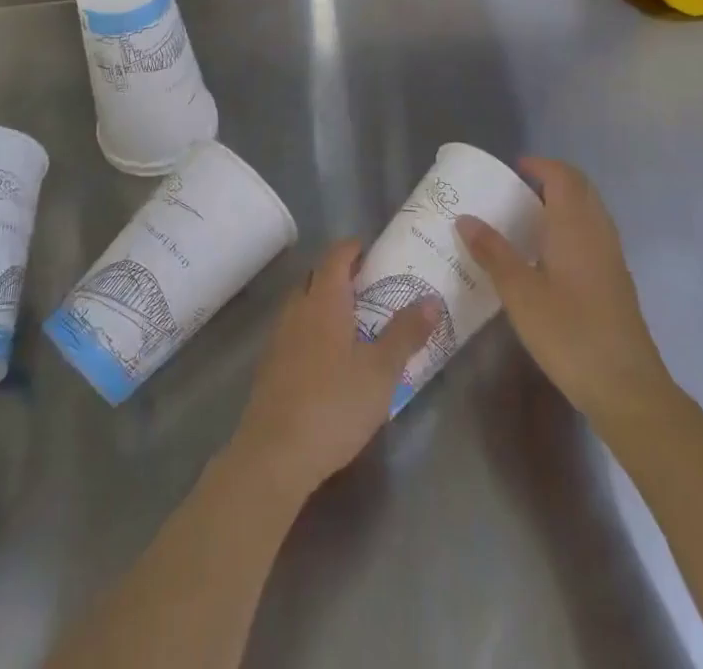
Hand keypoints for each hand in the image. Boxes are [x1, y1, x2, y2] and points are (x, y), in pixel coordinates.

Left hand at [228, 240, 438, 499]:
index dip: (352, 248)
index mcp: (323, 301)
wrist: (275, 454)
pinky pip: (294, 331)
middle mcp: (297, 310)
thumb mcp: (381, 371)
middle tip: (369, 285)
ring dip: (324, 302)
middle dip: (339, 274)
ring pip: (302, 304)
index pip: (335, 257)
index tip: (371, 249)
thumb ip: (405, 333)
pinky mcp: (270, 366)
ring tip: (354, 320)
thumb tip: (431, 299)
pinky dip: (313, 329)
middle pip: (315, 277)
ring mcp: (279, 337)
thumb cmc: (334, 404)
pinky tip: (329, 357)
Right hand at [456, 157, 672, 421]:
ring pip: (589, 213)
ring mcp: (611, 258)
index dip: (540, 165)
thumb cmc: (570, 333)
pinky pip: (593, 235)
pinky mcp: (616, 282)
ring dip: (563, 204)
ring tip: (527, 218)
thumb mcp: (520, 294)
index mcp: (576, 227)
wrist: (627, 388)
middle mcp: (598, 234)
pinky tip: (548, 255)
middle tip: (517, 189)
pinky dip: (571, 227)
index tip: (513, 167)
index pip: (563, 177)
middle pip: (580, 190)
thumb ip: (493, 253)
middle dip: (552, 180)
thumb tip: (465, 218)